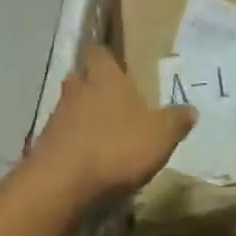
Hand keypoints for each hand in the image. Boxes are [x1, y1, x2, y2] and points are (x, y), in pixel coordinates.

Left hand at [27, 45, 193, 204]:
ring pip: (69, 106)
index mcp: (105, 77)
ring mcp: (57, 115)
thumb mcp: (160, 136)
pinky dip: (71, 142)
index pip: (99, 53)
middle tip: (110, 100)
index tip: (115, 64)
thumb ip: (175, 121)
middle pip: (81, 77)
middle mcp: (78, 88)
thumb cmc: (116, 146)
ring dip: (80, 116)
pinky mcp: (44, 144)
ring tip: (100, 133)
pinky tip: (84, 159)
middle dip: (92, 86)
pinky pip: (60, 136)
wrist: (62, 183)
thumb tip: (191, 109)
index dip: (106, 58)